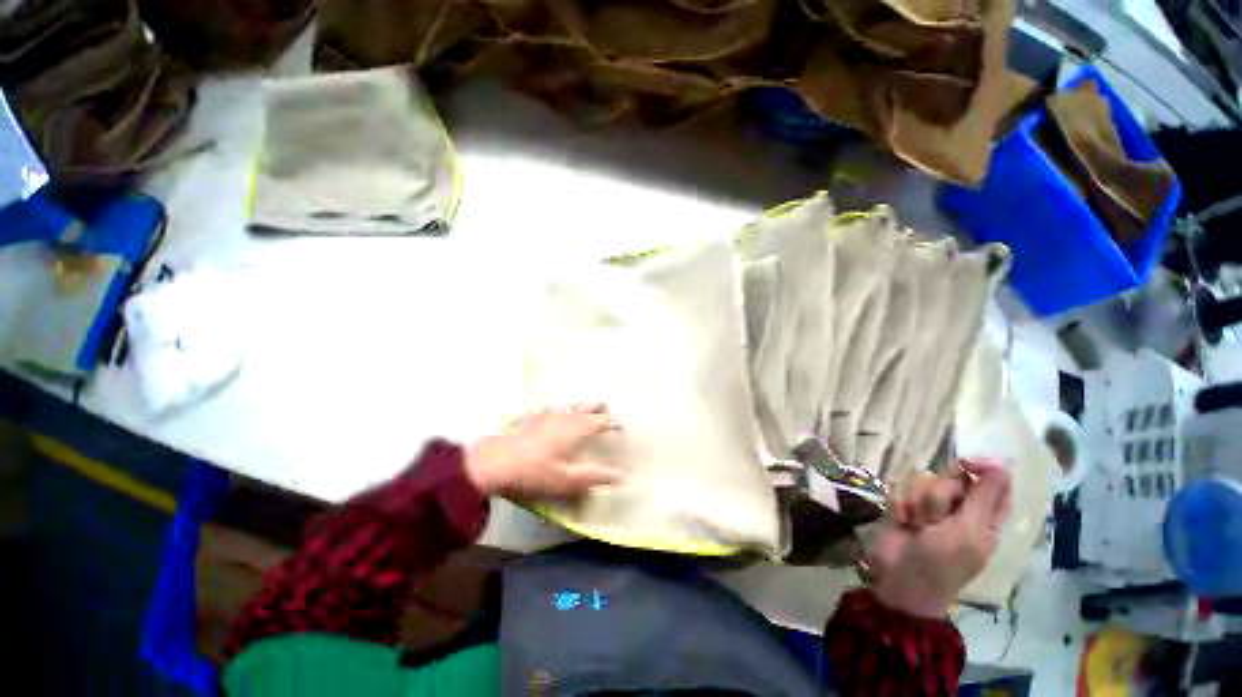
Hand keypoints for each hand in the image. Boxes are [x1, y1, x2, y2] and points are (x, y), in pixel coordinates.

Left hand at [465, 404, 624, 498]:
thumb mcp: (569, 480)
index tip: (621, 428)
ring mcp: (549, 414)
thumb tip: (623, 475)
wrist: (497, 462)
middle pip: (588, 408)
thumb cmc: (537, 472)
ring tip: (588, 404)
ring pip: (571, 405)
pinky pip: (550, 407)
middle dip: (599, 408)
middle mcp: (567, 417)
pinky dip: (558, 406)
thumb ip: (596, 476)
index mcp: (579, 429)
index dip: (613, 424)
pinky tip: (554, 406)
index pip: (603, 421)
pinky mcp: (533, 417)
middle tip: (607, 409)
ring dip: (582, 405)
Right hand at [867, 459, 1012, 617]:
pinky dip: (901, 505)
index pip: (994, 485)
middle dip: (942, 494)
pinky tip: (902, 521)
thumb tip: (1001, 463)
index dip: (983, 470)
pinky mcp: (904, 506)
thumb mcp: (969, 530)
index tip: (966, 463)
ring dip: (920, 503)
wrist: (900, 577)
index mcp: (984, 519)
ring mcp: (929, 509)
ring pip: (926, 484)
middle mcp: (959, 510)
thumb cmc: (943, 561)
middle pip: (955, 480)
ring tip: (917, 524)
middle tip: (939, 517)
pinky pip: (902, 489)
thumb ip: (983, 496)